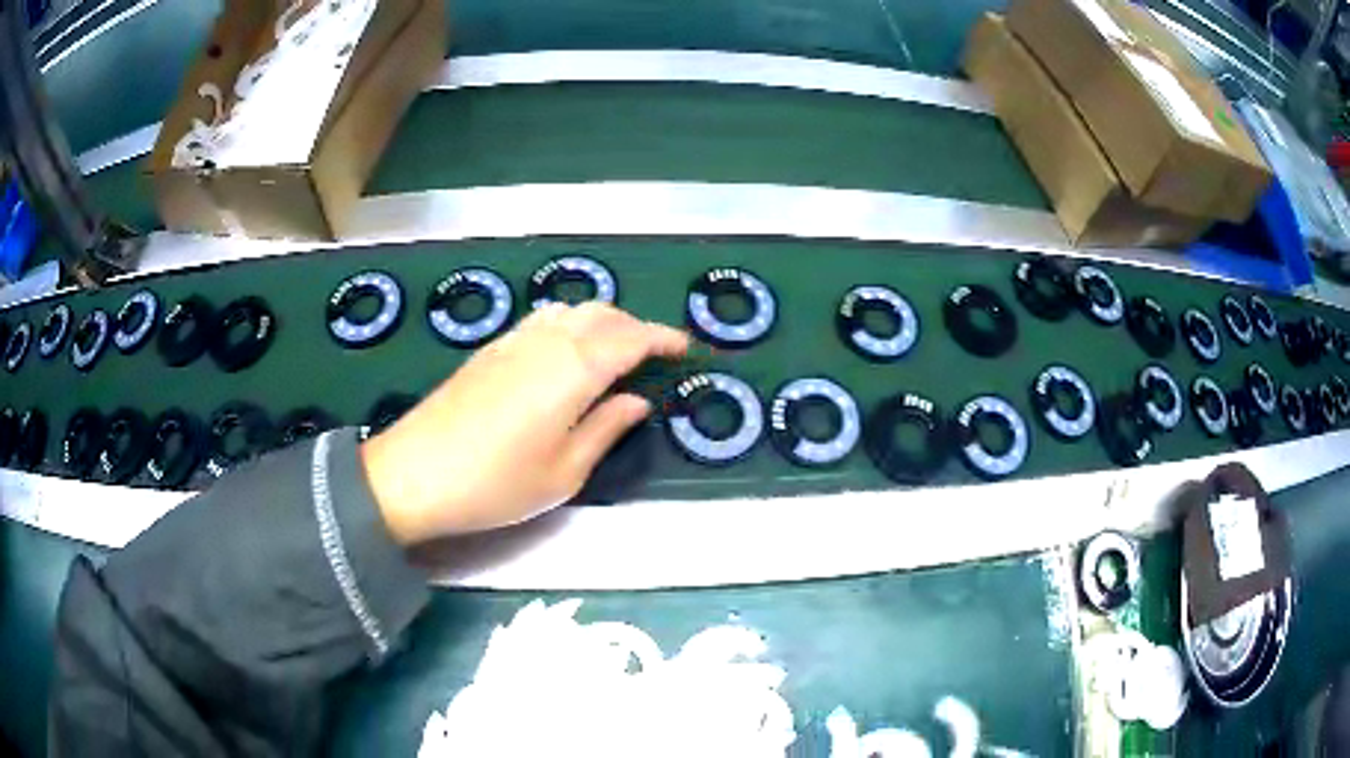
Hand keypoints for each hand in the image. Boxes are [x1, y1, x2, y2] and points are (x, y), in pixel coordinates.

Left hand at [361, 302, 688, 544]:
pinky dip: (570, 323)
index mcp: (573, 370)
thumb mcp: (563, 473)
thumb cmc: (495, 485)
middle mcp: (546, 342)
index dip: (662, 338)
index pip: (630, 338)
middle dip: (635, 326)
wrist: (413, 474)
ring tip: (615, 352)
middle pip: (602, 313)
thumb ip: (605, 429)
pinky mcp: (490, 349)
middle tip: (653, 356)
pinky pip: (543, 320)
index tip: (684, 347)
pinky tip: (567, 352)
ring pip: (571, 310)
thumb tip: (637, 402)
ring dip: (602, 321)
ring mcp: (514, 340)